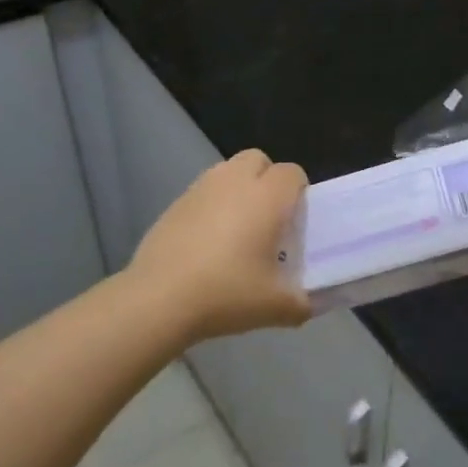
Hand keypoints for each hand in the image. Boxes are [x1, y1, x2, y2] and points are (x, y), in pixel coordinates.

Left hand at [128, 148, 312, 341]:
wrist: (159, 300)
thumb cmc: (226, 293)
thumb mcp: (276, 307)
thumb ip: (302, 303)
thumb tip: (308, 305)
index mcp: (266, 197)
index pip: (292, 173)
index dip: (299, 192)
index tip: (295, 222)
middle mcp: (234, 182)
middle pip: (258, 159)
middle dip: (267, 180)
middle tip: (268, 218)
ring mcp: (200, 189)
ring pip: (227, 172)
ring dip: (238, 189)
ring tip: (237, 228)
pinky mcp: (174, 204)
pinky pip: (202, 193)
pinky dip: (211, 206)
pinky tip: (207, 242)